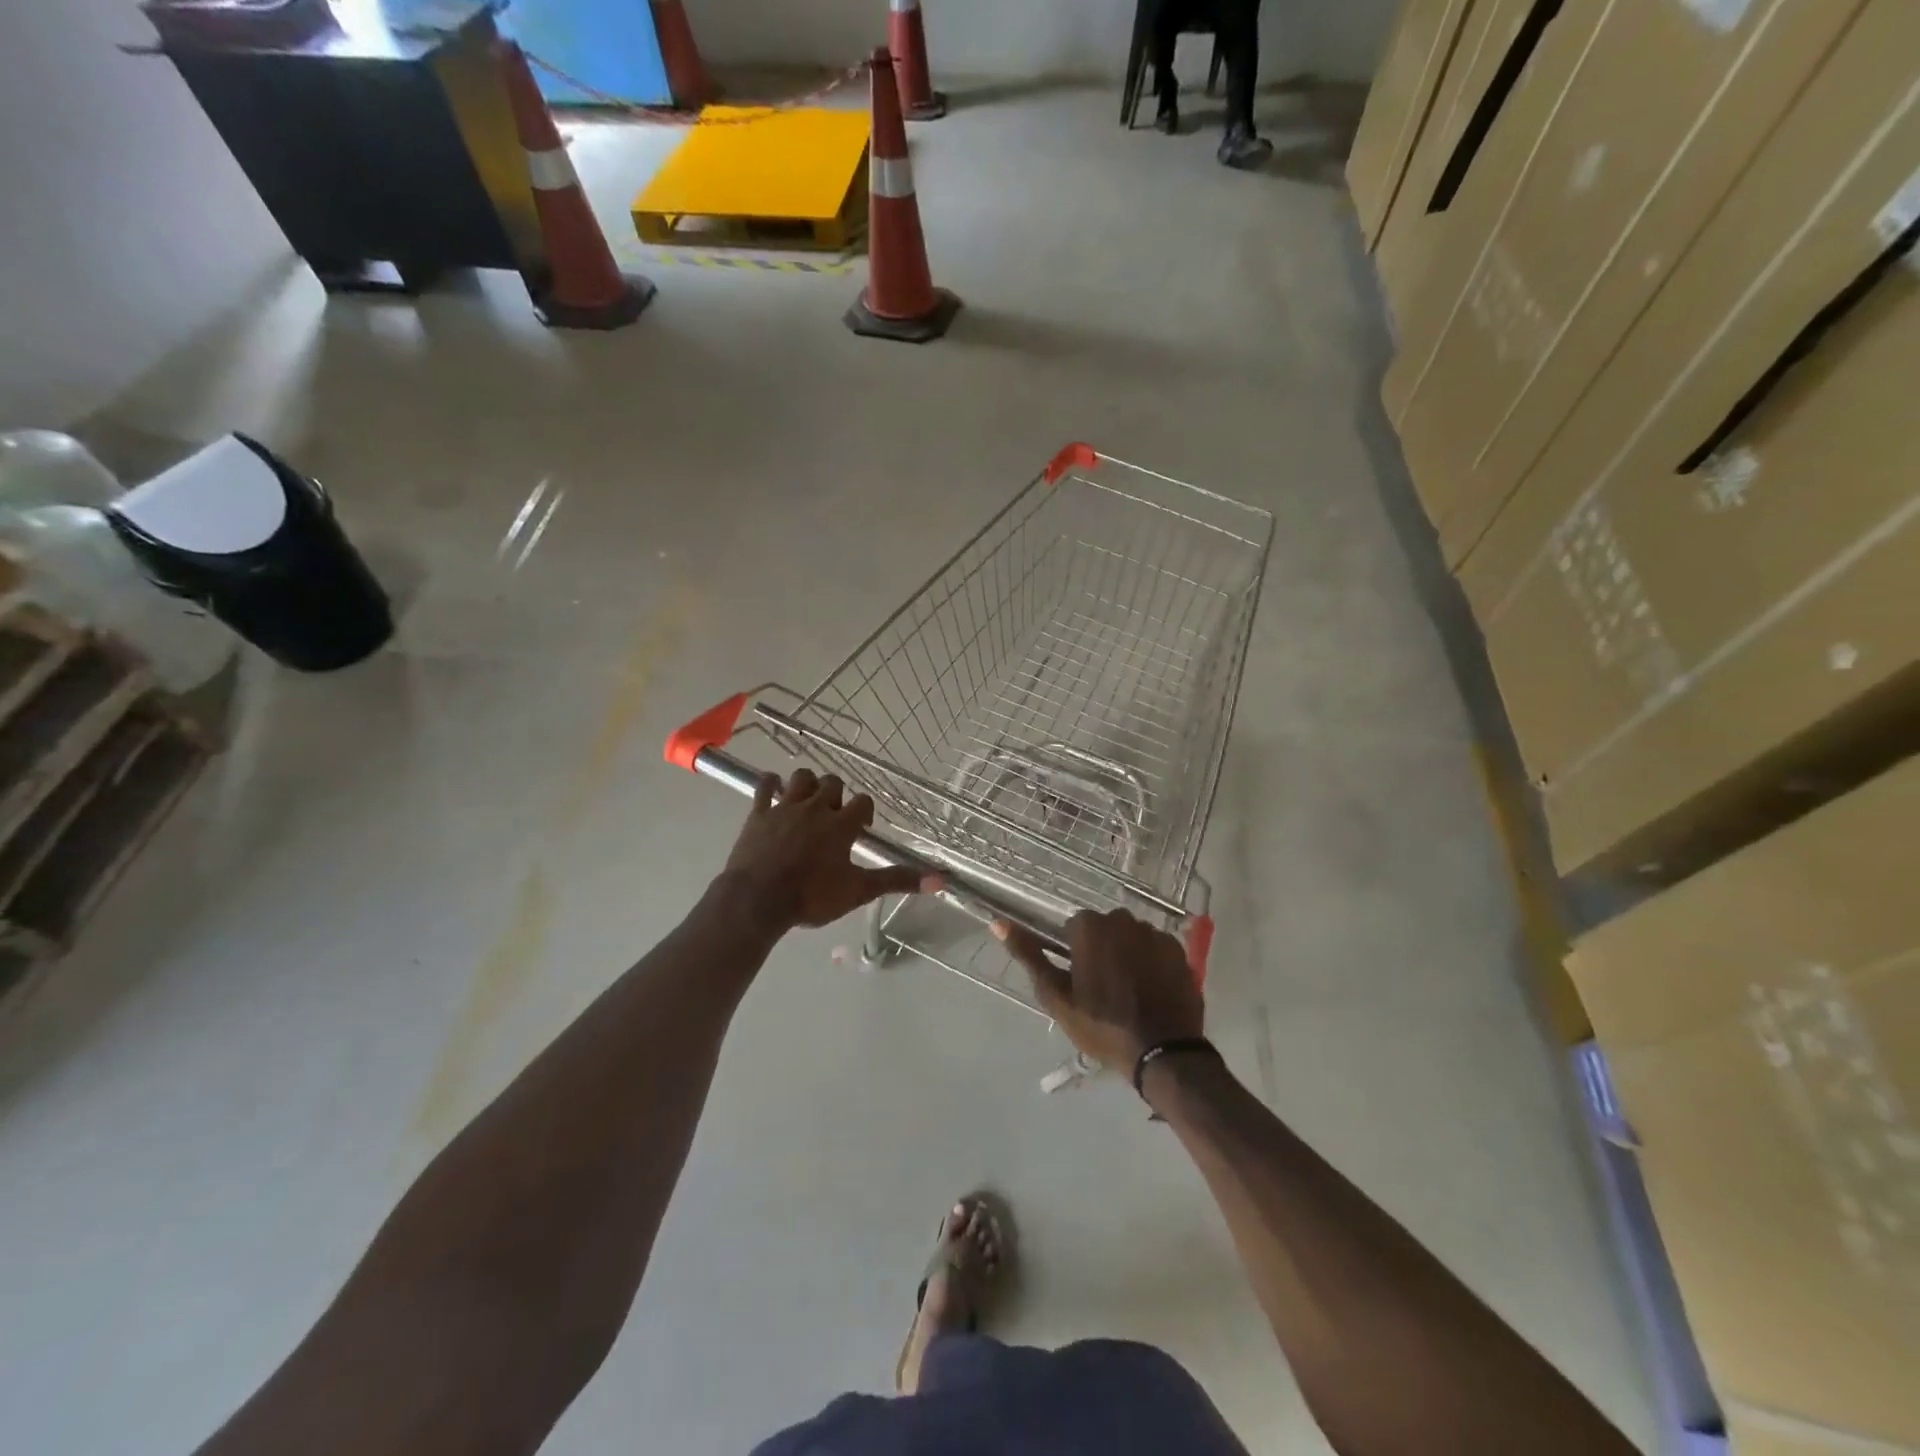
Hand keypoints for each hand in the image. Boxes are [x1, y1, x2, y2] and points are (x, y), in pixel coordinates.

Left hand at [722, 769, 933, 934]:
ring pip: (801, 777)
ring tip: (808, 800)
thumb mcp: (858, 891)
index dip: (864, 811)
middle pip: (832, 783)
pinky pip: (763, 787)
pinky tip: (773, 787)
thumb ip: (897, 881)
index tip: (861, 828)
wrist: (757, 900)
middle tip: (833, 817)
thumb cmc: (811, 896)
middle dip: (836, 794)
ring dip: (807, 784)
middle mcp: (816, 808)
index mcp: (841, 824)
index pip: (863, 802)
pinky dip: (770, 783)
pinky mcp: (758, 814)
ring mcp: (785, 808)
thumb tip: (939, 880)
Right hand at [995, 909, 1202, 1071]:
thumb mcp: (1057, 996)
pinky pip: (1156, 948)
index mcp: (1091, 927)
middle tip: (1102, 987)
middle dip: (1102, 948)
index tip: (1079, 979)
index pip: (1074, 926)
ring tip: (1129, 990)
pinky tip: (1151, 990)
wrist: (1163, 1053)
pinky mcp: (1179, 950)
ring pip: (1131, 936)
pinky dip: (1151, 962)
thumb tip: (998, 923)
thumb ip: (1029, 956)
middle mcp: (1123, 920)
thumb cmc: (1101, 1026)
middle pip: (1105, 928)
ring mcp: (1155, 934)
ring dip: (1127, 953)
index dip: (1074, 952)